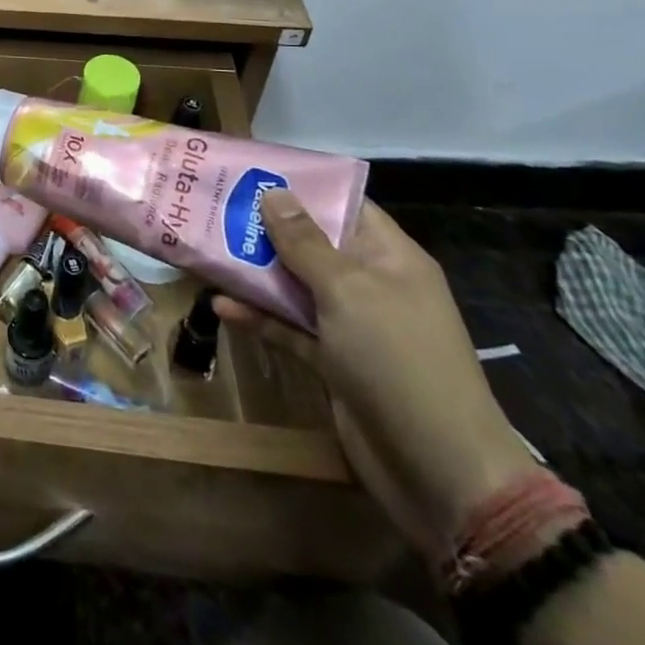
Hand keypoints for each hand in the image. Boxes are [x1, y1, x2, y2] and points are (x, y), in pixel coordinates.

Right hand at [215, 198, 537, 557]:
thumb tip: (274, 192)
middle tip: (213, 206)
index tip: (250, 172)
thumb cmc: (398, 362)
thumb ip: (305, 242)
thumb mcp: (348, 291)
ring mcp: (352, 326)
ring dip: (254, 272)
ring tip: (204, 250)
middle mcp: (371, 286)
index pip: (345, 206)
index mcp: (390, 259)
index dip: (302, 187)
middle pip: (312, 245)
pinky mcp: (333, 362)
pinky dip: (258, 317)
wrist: (440, 473)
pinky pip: (289, 328)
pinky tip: (221, 305)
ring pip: (295, 286)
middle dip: (265, 228)